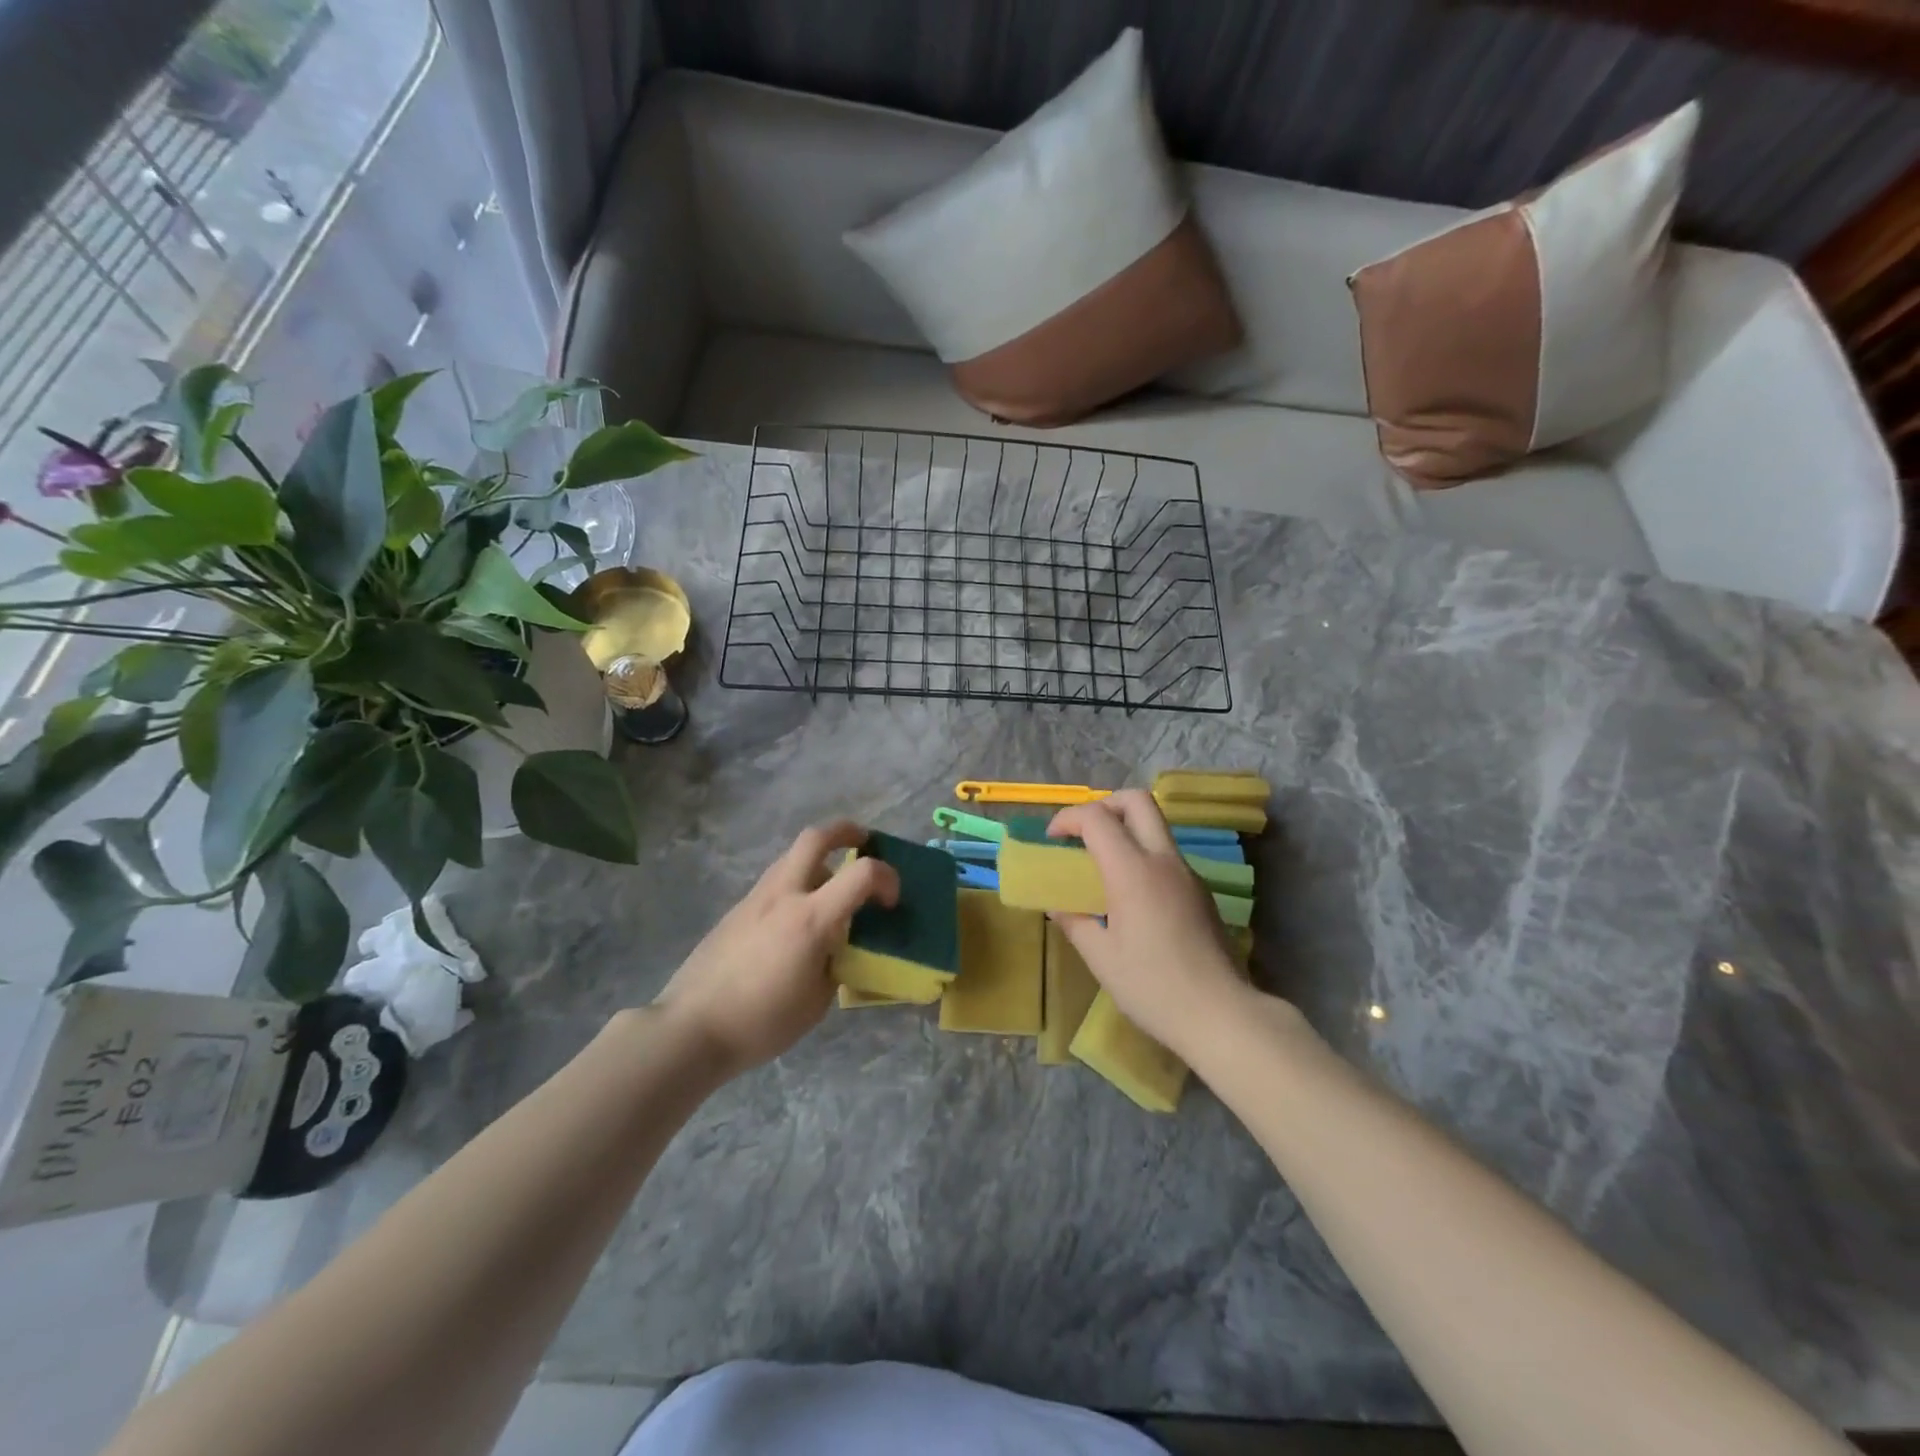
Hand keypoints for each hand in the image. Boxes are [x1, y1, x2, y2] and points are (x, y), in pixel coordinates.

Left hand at [652, 821, 898, 1076]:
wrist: (691, 1028)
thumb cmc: (762, 1022)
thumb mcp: (818, 1001)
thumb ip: (836, 962)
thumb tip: (839, 945)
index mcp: (811, 918)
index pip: (863, 874)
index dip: (888, 878)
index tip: (891, 901)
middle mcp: (784, 895)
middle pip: (816, 837)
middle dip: (846, 831)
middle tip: (864, 843)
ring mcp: (755, 899)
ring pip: (792, 857)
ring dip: (820, 859)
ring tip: (831, 888)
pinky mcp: (736, 910)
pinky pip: (775, 881)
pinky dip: (797, 883)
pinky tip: (797, 920)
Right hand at [1048, 790, 1248, 1057]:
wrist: (1221, 1014)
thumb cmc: (1153, 987)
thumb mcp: (1102, 958)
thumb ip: (1075, 923)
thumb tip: (1058, 906)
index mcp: (1133, 872)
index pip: (1097, 818)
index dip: (1068, 818)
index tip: (1052, 839)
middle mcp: (1163, 861)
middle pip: (1137, 801)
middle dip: (1104, 804)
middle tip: (1083, 832)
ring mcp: (1187, 874)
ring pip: (1156, 826)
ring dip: (1125, 829)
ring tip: (1101, 865)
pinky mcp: (1201, 891)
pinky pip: (1166, 854)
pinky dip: (1142, 854)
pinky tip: (1130, 894)